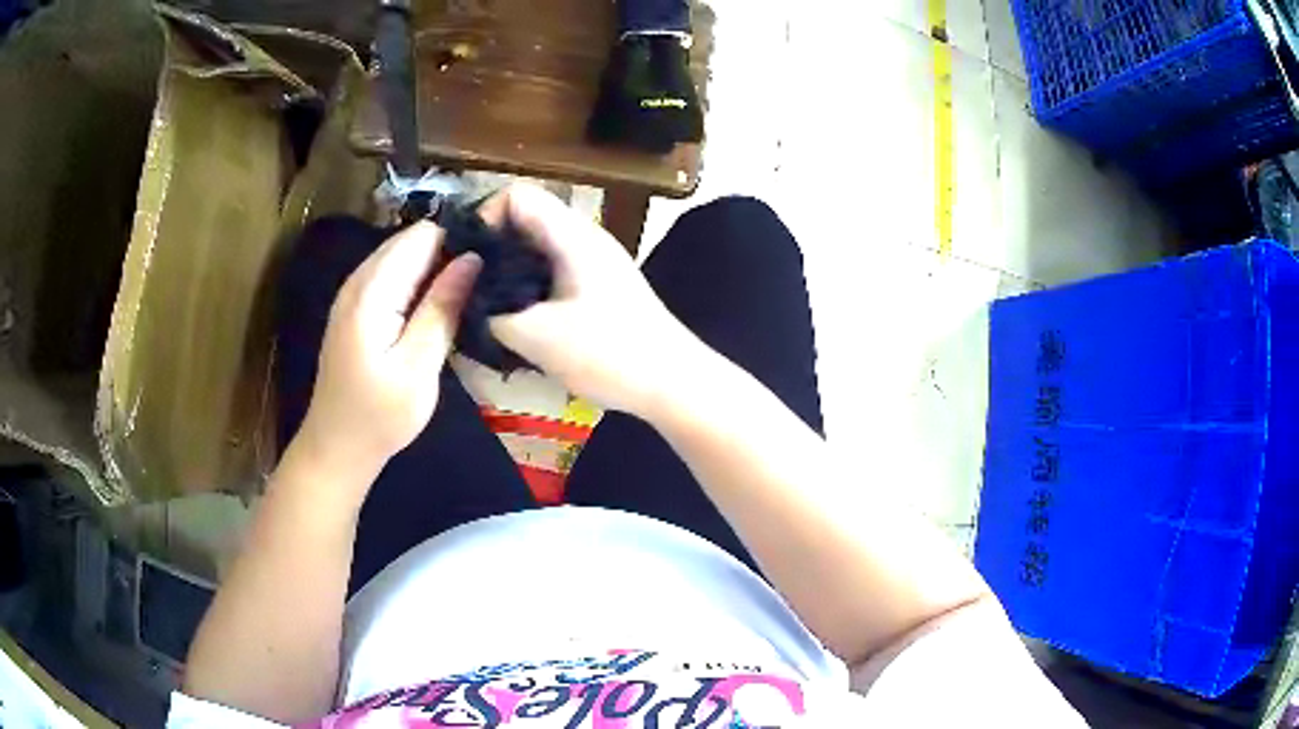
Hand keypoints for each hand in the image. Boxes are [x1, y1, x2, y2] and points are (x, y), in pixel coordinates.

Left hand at [296, 222, 480, 472]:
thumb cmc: (379, 416)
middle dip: (449, 252)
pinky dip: (419, 286)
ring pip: (404, 259)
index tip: (490, 262)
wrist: (337, 448)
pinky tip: (440, 309)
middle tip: (485, 281)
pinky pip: (393, 279)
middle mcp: (359, 280)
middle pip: (412, 241)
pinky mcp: (357, 310)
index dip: (458, 241)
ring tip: (470, 294)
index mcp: (372, 290)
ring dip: (436, 270)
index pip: (422, 236)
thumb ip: (442, 308)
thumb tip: (473, 258)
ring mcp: (354, 294)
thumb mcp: (418, 366)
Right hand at [483, 184, 709, 416]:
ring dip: (509, 272)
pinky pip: (553, 271)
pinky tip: (520, 322)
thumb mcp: (538, 337)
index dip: (484, 219)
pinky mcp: (600, 286)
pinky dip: (529, 287)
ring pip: (537, 248)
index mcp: (572, 235)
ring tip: (489, 308)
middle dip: (491, 249)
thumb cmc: (609, 353)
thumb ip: (493, 314)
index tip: (469, 262)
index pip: (516, 195)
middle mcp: (584, 237)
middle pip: (525, 220)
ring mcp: (595, 261)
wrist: (672, 382)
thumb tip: (469, 304)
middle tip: (469, 289)